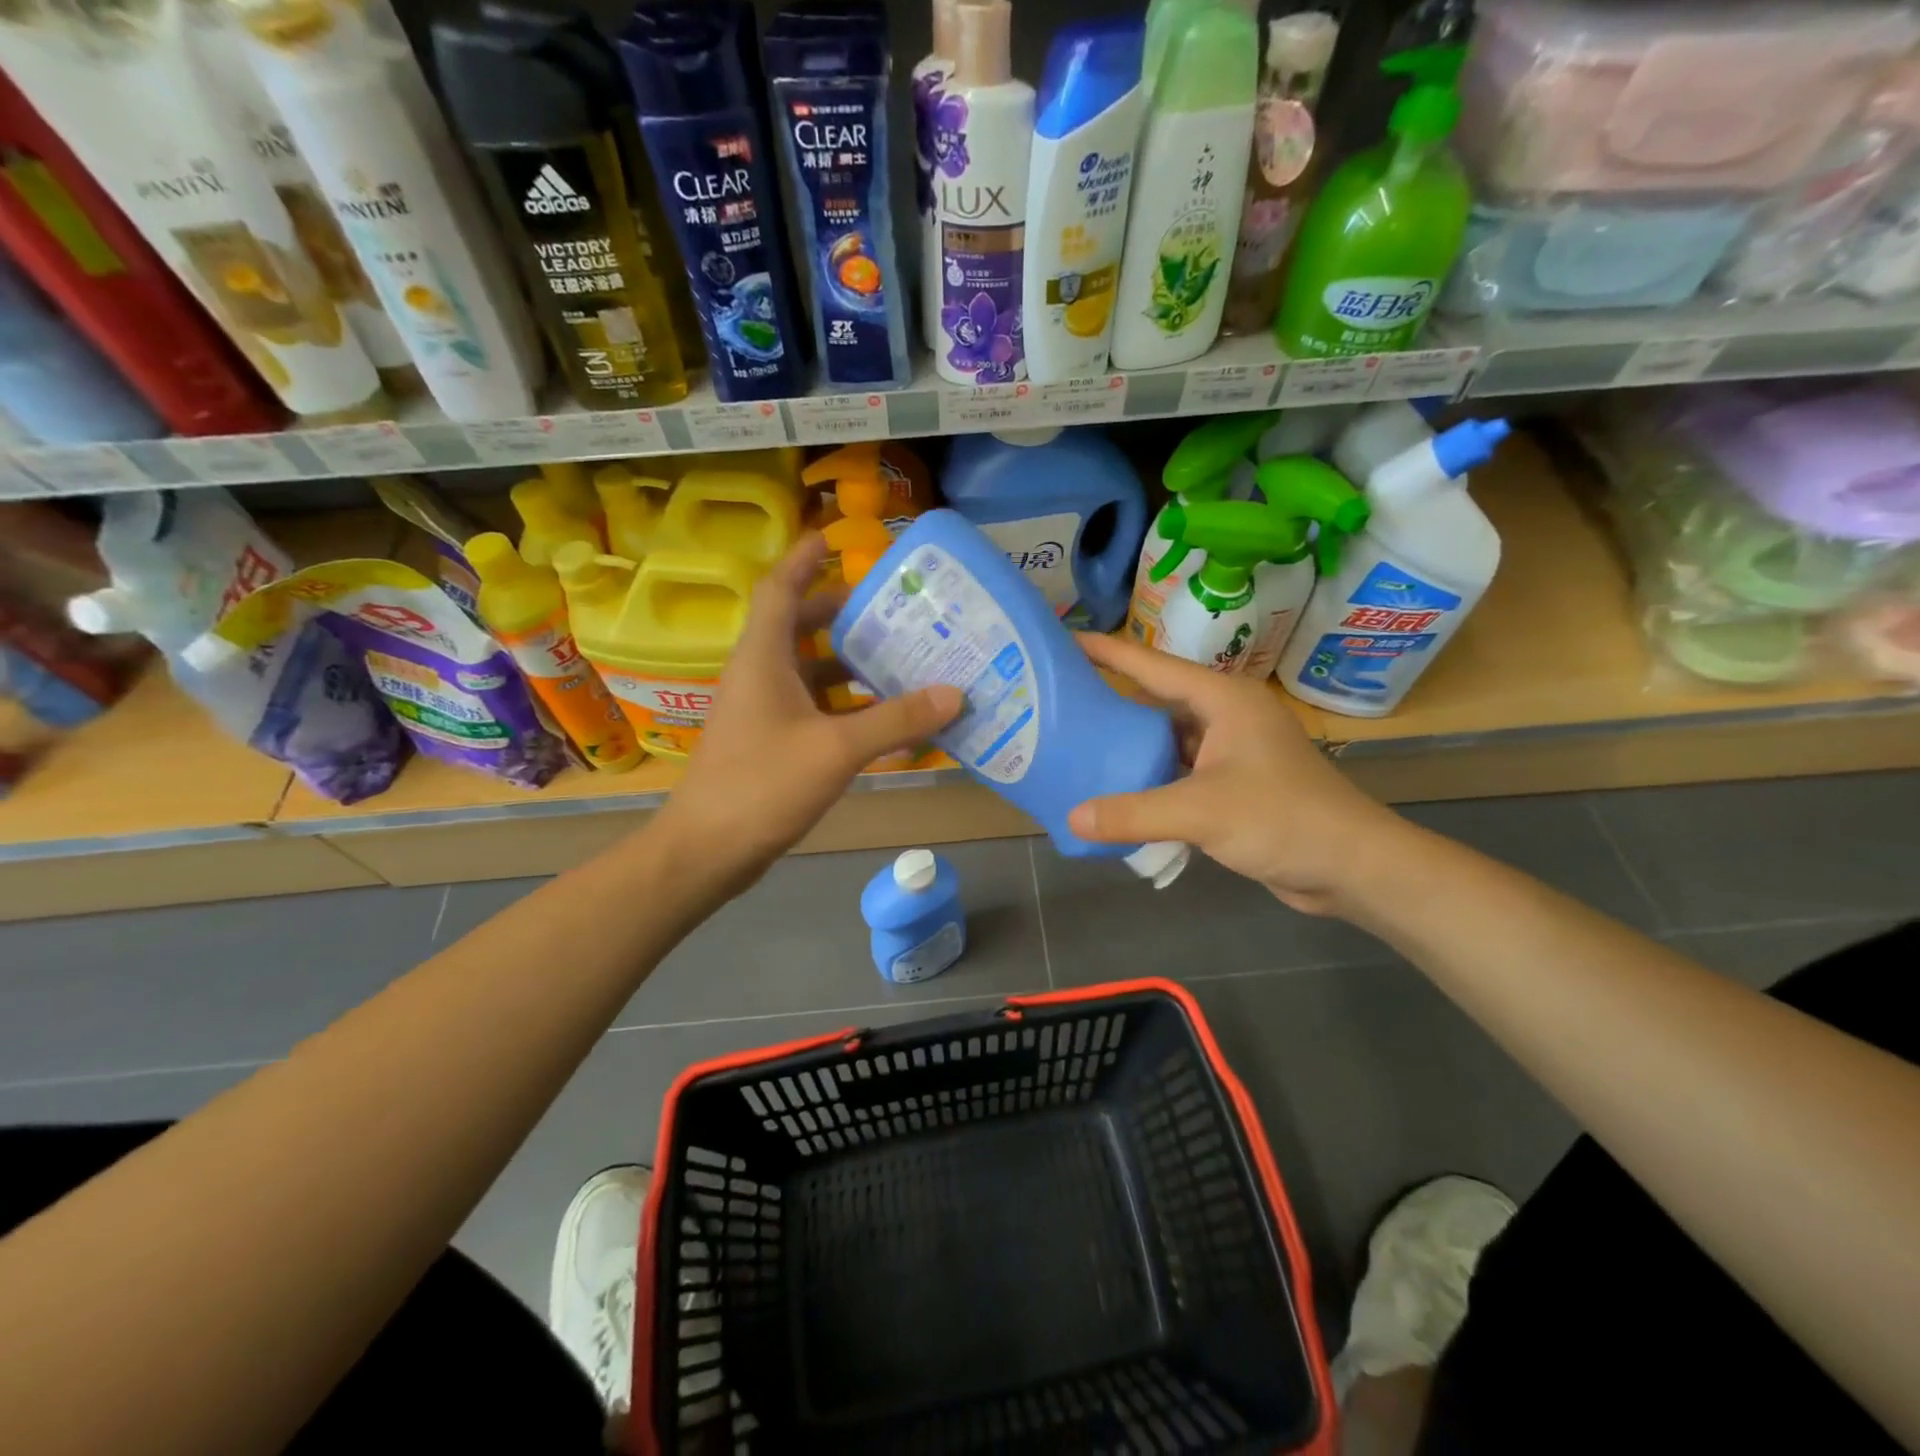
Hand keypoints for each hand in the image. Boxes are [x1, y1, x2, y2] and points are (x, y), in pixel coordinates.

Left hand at [651, 535, 962, 902]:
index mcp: (763, 657)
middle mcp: (759, 674)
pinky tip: (880, 717)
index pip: (780, 588)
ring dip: (848, 663)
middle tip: (891, 608)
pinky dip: (844, 705)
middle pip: (799, 627)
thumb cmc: (762, 785)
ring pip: (808, 671)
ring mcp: (762, 710)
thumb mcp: (836, 749)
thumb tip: (955, 694)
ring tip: (899, 658)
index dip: (804, 559)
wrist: (707, 850)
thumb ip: (895, 720)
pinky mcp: (768, 741)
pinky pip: (812, 707)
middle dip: (841, 613)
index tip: (834, 537)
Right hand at [1067, 633, 1409, 915]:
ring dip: (1129, 746)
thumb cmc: (1282, 818)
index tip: (1064, 642)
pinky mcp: (1233, 785)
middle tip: (1059, 702)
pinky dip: (1150, 779)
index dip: (1107, 652)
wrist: (1352, 866)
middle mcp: (1226, 716)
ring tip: (1077, 747)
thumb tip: (1071, 818)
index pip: (1152, 666)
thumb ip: (1133, 813)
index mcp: (1222, 699)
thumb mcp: (1201, 812)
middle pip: (1156, 701)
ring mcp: (1231, 751)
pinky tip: (1118, 792)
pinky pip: (1179, 771)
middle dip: (1111, 700)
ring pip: (1167, 739)